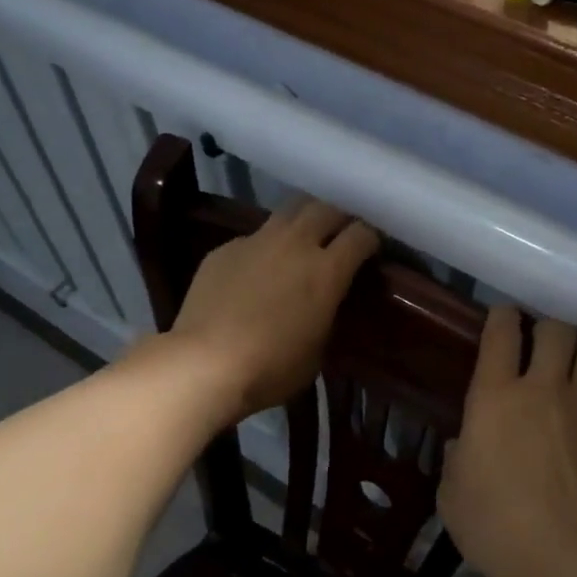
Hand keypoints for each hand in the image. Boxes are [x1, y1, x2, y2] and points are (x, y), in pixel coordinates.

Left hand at [166, 199, 379, 423]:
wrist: (204, 363)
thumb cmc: (271, 368)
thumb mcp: (317, 350)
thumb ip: (327, 315)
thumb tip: (325, 304)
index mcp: (326, 270)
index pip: (362, 234)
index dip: (371, 239)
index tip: (371, 250)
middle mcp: (295, 243)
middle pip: (326, 208)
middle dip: (339, 217)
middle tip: (340, 235)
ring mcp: (257, 241)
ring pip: (289, 212)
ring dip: (303, 221)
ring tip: (302, 240)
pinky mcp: (226, 249)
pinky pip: (254, 237)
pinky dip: (265, 247)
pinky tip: (257, 270)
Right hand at [438, 306, 576, 576]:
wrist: (563, 557)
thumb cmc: (494, 525)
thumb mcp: (452, 494)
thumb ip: (457, 459)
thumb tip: (466, 445)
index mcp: (494, 396)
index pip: (501, 333)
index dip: (502, 317)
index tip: (502, 319)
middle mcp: (542, 389)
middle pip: (556, 330)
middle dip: (549, 330)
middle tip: (543, 346)